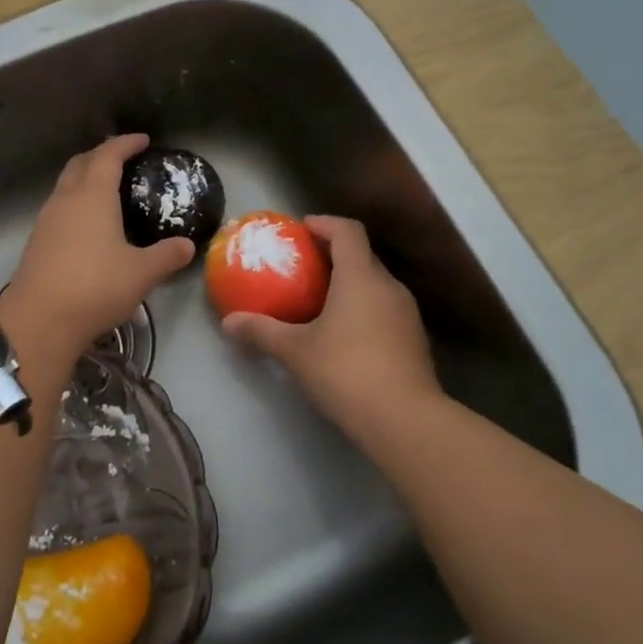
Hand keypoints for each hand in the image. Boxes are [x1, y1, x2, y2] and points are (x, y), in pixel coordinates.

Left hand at [3, 134, 194, 354]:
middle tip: (122, 161)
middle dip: (101, 156)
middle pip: (80, 164)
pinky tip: (88, 227)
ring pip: (65, 187)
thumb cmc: (95, 287)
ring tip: (107, 192)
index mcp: (93, 196)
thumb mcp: (142, 273)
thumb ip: (167, 256)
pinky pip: (58, 210)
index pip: (108, 156)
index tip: (142, 140)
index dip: (125, 144)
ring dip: (84, 180)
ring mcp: (46, 221)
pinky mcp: (37, 242)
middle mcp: (65, 200)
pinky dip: (75, 205)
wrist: (40, 320)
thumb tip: (188, 245)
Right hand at [222, 215, 441, 439]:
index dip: (324, 224)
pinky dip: (363, 308)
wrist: (404, 420)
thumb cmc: (345, 371)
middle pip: (362, 256)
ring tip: (319, 300)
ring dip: (349, 284)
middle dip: (333, 255)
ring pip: (375, 284)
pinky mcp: (414, 339)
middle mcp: (389, 286)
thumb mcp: (295, 351)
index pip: (347, 231)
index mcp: (361, 277)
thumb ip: (261, 331)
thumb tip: (229, 322)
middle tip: (303, 267)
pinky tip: (343, 333)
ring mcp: (406, 313)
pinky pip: (384, 309)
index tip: (301, 229)